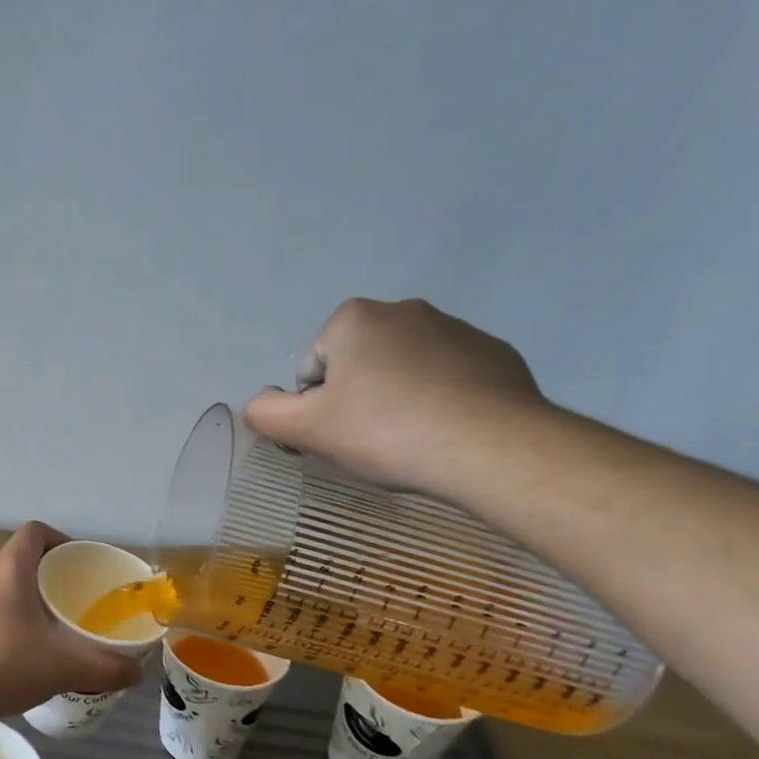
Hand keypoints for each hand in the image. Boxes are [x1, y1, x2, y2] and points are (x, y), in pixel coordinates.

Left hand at [0, 523, 142, 728]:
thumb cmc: (0, 665)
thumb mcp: (62, 667)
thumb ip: (105, 667)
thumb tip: (136, 672)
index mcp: (7, 567)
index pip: (35, 532)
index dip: (61, 540)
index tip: (80, 565)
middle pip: (18, 558)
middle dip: (46, 575)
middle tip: (70, 601)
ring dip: (22, 597)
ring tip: (46, 628)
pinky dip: (1, 616)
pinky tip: (14, 651)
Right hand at [245, 298, 549, 496]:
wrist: (493, 448)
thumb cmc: (386, 431)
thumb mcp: (305, 428)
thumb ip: (265, 412)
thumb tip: (260, 403)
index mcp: (354, 318)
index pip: (314, 370)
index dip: (317, 408)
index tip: (340, 436)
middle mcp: (405, 310)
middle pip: (358, 366)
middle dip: (359, 399)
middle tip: (372, 441)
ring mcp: (458, 329)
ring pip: (405, 371)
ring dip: (399, 400)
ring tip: (413, 441)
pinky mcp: (497, 355)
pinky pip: (450, 379)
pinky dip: (442, 402)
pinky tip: (448, 433)